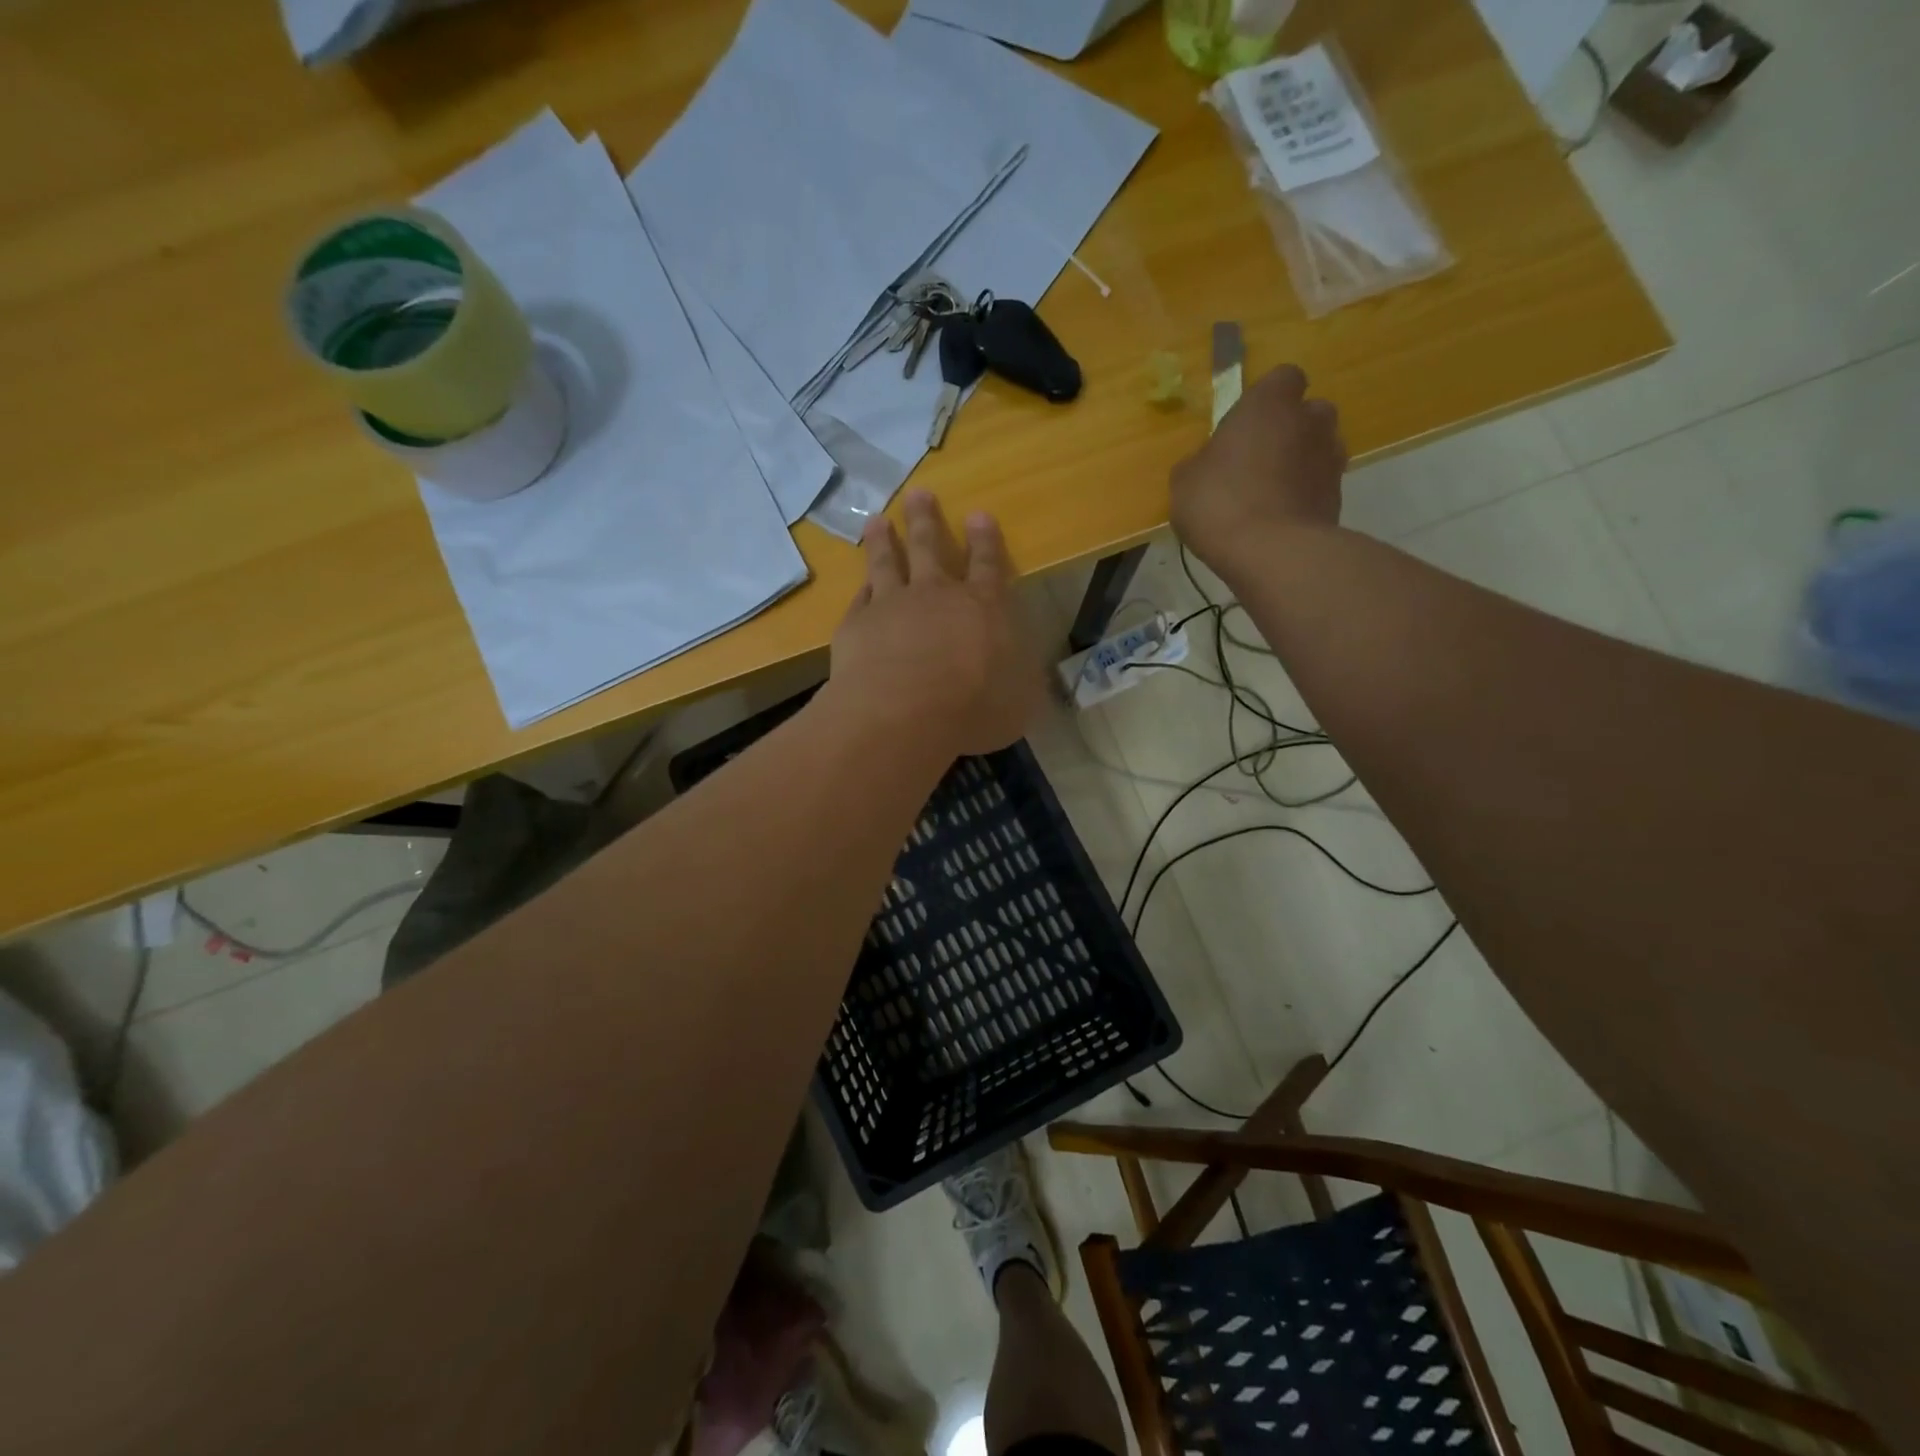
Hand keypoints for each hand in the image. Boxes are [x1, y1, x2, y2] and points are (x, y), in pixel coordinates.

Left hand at [829, 491, 1041, 756]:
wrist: (903, 714)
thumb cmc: (972, 709)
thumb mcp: (1018, 702)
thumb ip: (1020, 681)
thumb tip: (1026, 676)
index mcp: (982, 608)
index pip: (988, 566)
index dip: (985, 540)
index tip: (978, 514)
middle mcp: (936, 595)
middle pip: (929, 547)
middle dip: (925, 519)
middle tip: (918, 493)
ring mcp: (891, 605)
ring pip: (886, 562)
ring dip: (883, 540)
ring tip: (877, 520)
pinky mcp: (856, 625)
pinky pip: (860, 599)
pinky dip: (861, 588)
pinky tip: (859, 583)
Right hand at [1170, 364, 1346, 572]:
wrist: (1272, 552)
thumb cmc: (1220, 502)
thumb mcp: (1185, 480)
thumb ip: (1202, 460)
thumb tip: (1210, 462)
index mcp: (1269, 404)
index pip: (1283, 378)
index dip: (1267, 399)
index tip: (1246, 425)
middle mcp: (1309, 421)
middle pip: (1308, 413)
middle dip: (1290, 430)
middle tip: (1258, 460)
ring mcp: (1330, 459)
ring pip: (1318, 449)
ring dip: (1300, 464)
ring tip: (1269, 494)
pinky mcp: (1339, 497)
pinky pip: (1319, 486)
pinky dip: (1304, 496)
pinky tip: (1278, 520)